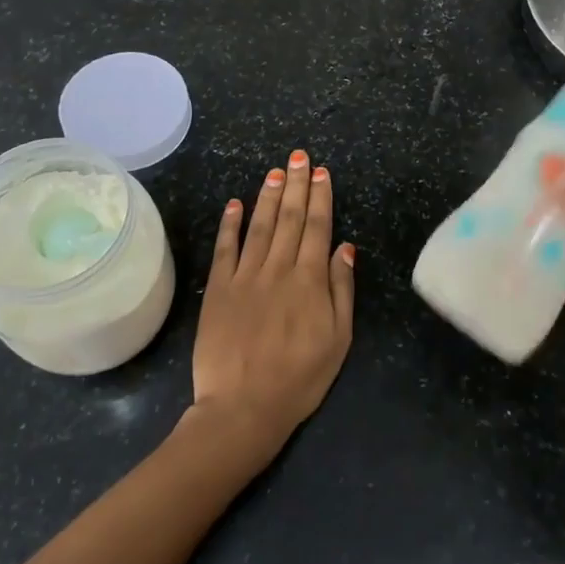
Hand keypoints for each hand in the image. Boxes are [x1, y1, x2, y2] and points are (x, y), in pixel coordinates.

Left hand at [191, 149, 355, 451]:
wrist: (243, 407)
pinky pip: (225, 248)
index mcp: (309, 281)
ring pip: (260, 226)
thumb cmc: (300, 378)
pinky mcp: (219, 289)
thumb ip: (341, 290)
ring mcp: (245, 276)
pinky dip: (230, 224)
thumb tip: (345, 247)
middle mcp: (278, 269)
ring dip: (269, 196)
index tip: (322, 172)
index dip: (321, 197)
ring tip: (276, 171)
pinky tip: (235, 203)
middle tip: (299, 156)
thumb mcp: (338, 340)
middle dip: (297, 185)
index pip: (317, 228)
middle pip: (290, 219)